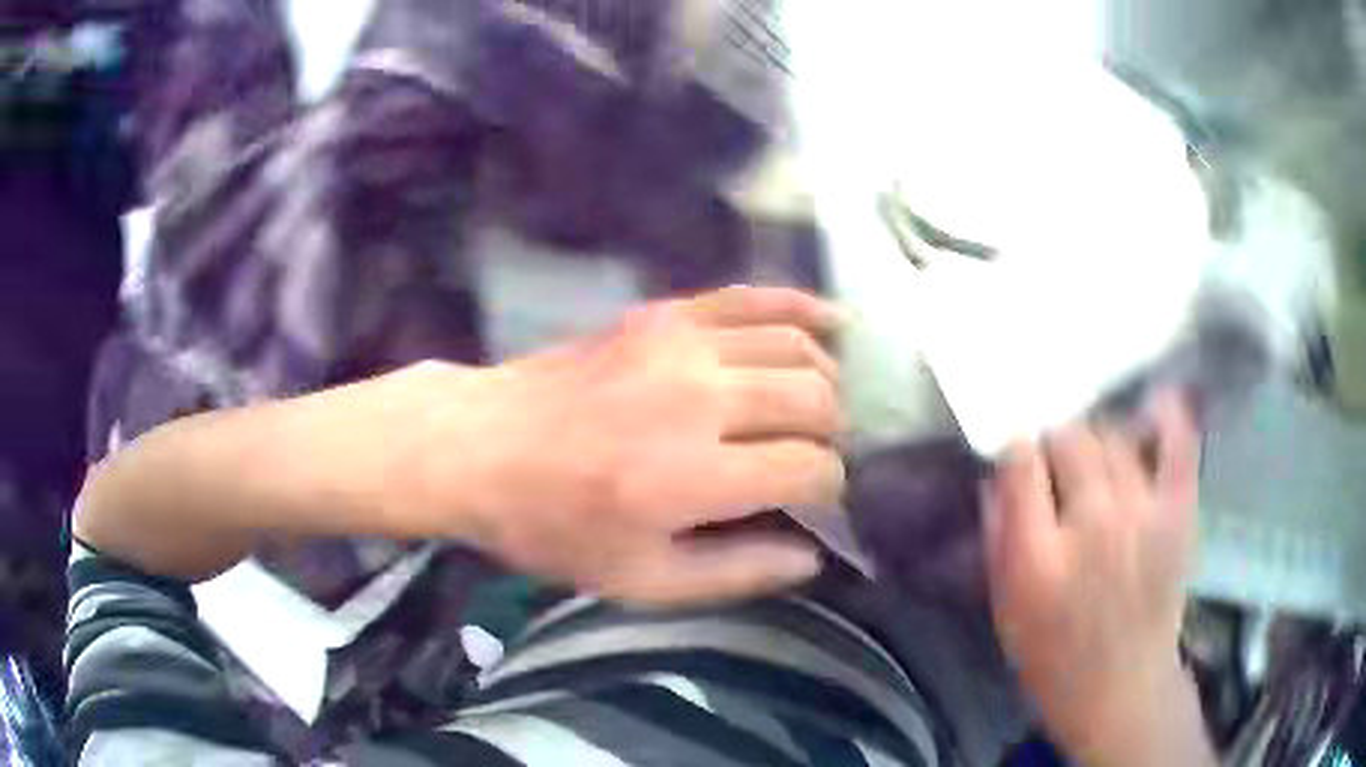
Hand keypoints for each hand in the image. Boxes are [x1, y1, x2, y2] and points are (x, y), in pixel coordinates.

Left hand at [399, 287, 846, 605]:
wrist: (479, 446)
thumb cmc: (551, 525)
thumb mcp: (638, 581)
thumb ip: (734, 574)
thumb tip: (810, 556)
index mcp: (690, 476)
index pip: (810, 469)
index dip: (828, 491)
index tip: (812, 504)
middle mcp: (698, 399)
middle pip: (816, 401)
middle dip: (831, 437)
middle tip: (810, 460)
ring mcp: (681, 344)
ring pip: (797, 348)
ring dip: (823, 381)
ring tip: (816, 410)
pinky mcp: (664, 313)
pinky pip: (753, 298)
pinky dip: (801, 309)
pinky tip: (832, 322)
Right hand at [983, 392, 1214, 765]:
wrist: (1123, 687)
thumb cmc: (1054, 657)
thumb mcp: (1006, 610)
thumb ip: (997, 537)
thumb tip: (996, 475)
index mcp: (1039, 557)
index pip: (1020, 462)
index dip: (1014, 446)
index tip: (1015, 450)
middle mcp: (1093, 523)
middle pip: (1070, 438)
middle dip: (1055, 440)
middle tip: (1054, 461)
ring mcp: (1143, 512)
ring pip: (1115, 436)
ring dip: (1097, 439)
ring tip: (1094, 459)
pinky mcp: (1179, 510)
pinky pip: (1178, 444)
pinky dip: (1169, 418)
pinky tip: (1155, 406)